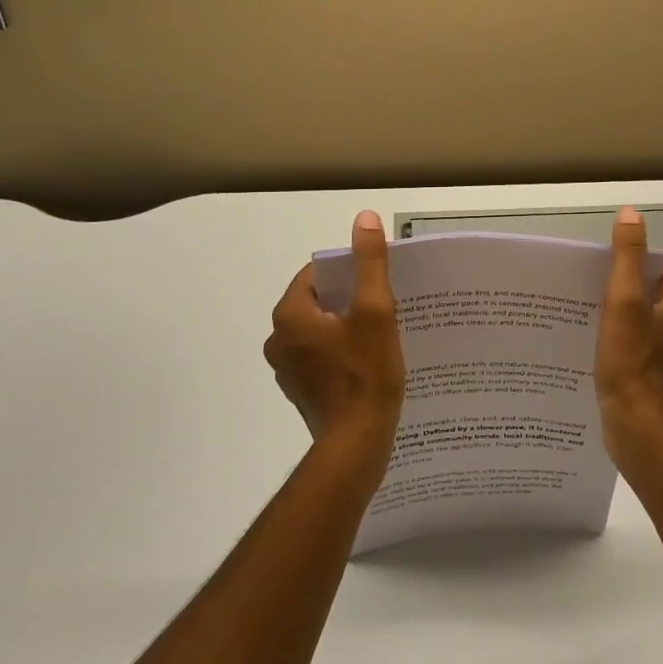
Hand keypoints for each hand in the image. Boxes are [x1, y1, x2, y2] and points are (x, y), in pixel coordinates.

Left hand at [265, 210, 406, 460]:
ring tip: (380, 334)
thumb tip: (363, 218)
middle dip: (349, 301)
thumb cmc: (366, 374)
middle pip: (318, 302)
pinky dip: (340, 352)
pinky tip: (368, 363)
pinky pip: (320, 356)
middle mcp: (278, 339)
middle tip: (384, 308)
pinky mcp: (300, 391)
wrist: (356, 445)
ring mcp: (286, 368)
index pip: (317, 275)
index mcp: (289, 315)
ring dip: (345, 327)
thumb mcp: (375, 311)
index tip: (376, 284)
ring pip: (319, 330)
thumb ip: (369, 263)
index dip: (349, 274)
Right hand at [595, 207, 662, 464]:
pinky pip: (642, 348)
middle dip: (622, 291)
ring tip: (588, 321)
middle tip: (588, 294)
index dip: (629, 263)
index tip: (599, 271)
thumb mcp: (624, 300)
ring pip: (646, 322)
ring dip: (621, 318)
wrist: (640, 429)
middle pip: (652, 293)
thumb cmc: (632, 361)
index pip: (659, 265)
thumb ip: (627, 256)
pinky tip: (599, 351)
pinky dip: (624, 344)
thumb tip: (631, 214)